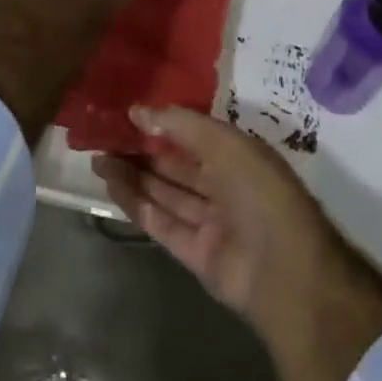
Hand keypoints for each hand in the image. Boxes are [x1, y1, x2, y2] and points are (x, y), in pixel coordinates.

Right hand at [93, 105, 381, 380]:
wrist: (283, 270)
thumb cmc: (259, 191)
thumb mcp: (223, 143)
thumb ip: (180, 125)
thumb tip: (138, 110)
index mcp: (238, 156)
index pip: (194, 135)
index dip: (162, 124)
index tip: (128, 114)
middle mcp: (224, 186)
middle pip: (175, 165)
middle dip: (141, 152)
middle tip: (103, 138)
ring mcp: (210, 221)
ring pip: (165, 193)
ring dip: (133, 177)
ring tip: (98, 160)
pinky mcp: (195, 253)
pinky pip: (161, 223)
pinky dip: (137, 206)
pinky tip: (111, 188)